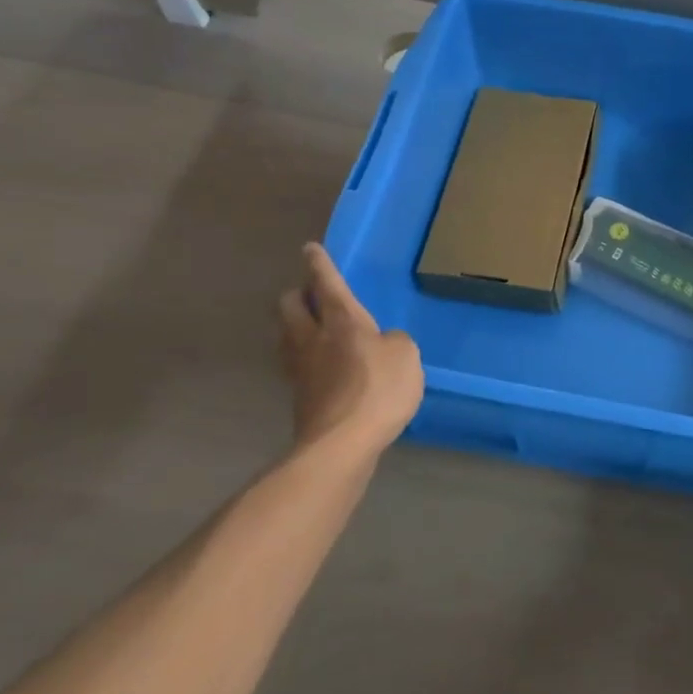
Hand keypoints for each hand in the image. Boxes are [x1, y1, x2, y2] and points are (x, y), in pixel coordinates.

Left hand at [278, 244, 423, 460]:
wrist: (342, 444)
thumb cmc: (378, 388)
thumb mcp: (405, 354)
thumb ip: (394, 341)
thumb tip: (382, 344)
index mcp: (341, 319)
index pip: (325, 282)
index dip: (318, 263)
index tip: (310, 249)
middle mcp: (313, 337)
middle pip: (290, 305)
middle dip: (298, 294)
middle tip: (312, 294)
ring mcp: (300, 369)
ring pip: (287, 335)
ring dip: (296, 326)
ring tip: (312, 328)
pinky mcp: (300, 397)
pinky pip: (297, 365)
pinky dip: (305, 358)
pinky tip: (321, 366)